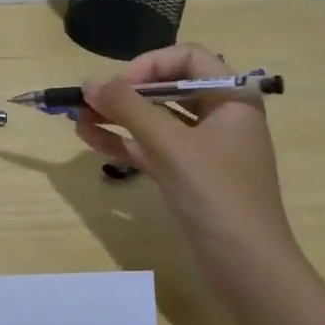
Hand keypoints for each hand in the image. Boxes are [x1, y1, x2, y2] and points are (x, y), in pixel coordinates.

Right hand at [74, 43, 295, 253]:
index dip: (150, 64)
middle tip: (89, 101)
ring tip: (77, 119)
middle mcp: (220, 117)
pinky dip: (124, 142)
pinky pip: (152, 148)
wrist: (247, 266)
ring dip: (117, 117)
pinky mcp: (189, 176)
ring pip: (155, 121)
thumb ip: (128, 108)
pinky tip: (91, 140)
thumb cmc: (216, 194)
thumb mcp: (170, 145)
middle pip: (168, 88)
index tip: (119, 85)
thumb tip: (88, 81)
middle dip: (125, 93)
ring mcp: (204, 149)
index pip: (188, 58)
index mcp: (232, 99)